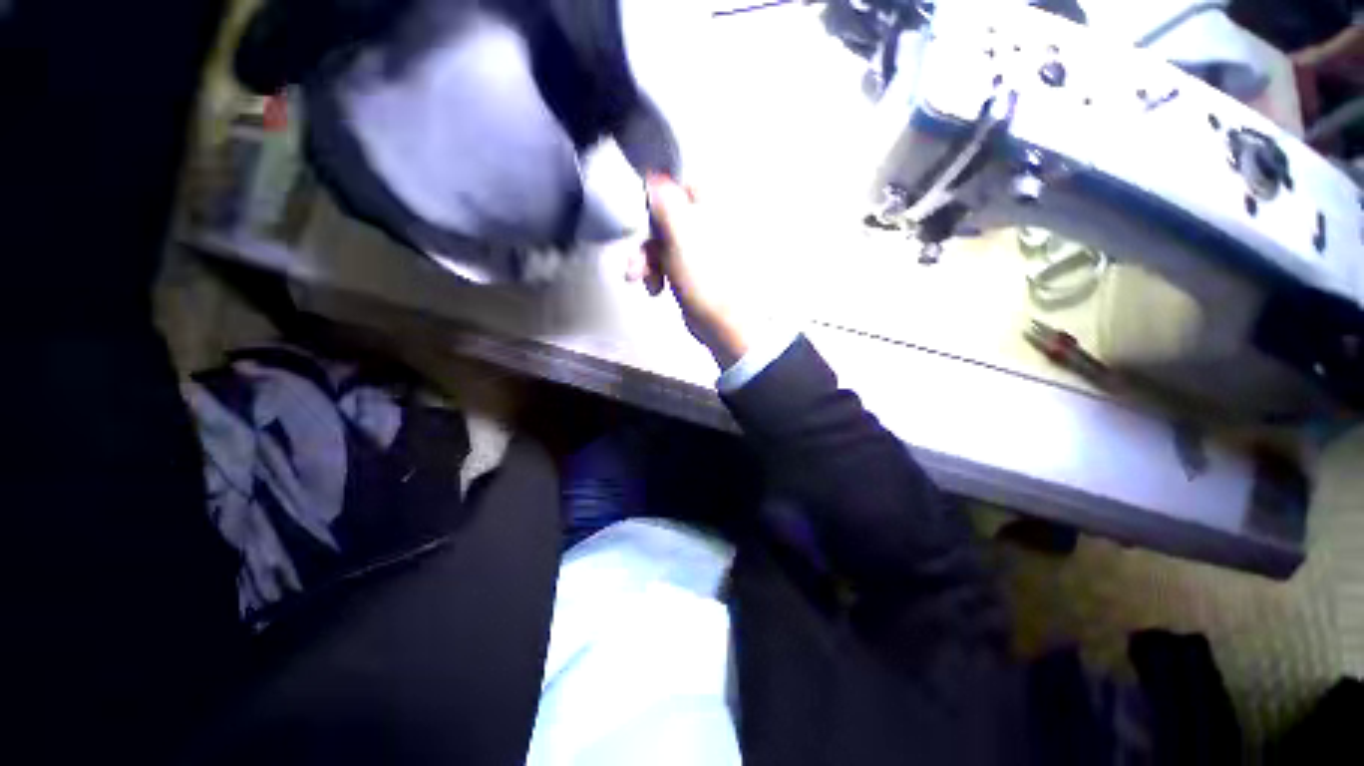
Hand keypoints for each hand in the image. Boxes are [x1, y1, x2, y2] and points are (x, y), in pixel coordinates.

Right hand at [627, 174, 754, 368]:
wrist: (721, 321)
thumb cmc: (708, 282)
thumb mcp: (680, 236)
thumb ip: (666, 203)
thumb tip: (655, 176)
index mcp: (711, 209)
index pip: (680, 184)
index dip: (658, 198)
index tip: (644, 215)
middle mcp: (707, 225)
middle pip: (665, 217)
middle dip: (646, 238)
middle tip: (639, 257)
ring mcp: (699, 249)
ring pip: (662, 241)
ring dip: (646, 259)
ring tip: (640, 277)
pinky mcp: (692, 269)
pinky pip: (666, 261)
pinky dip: (655, 272)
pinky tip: (654, 286)